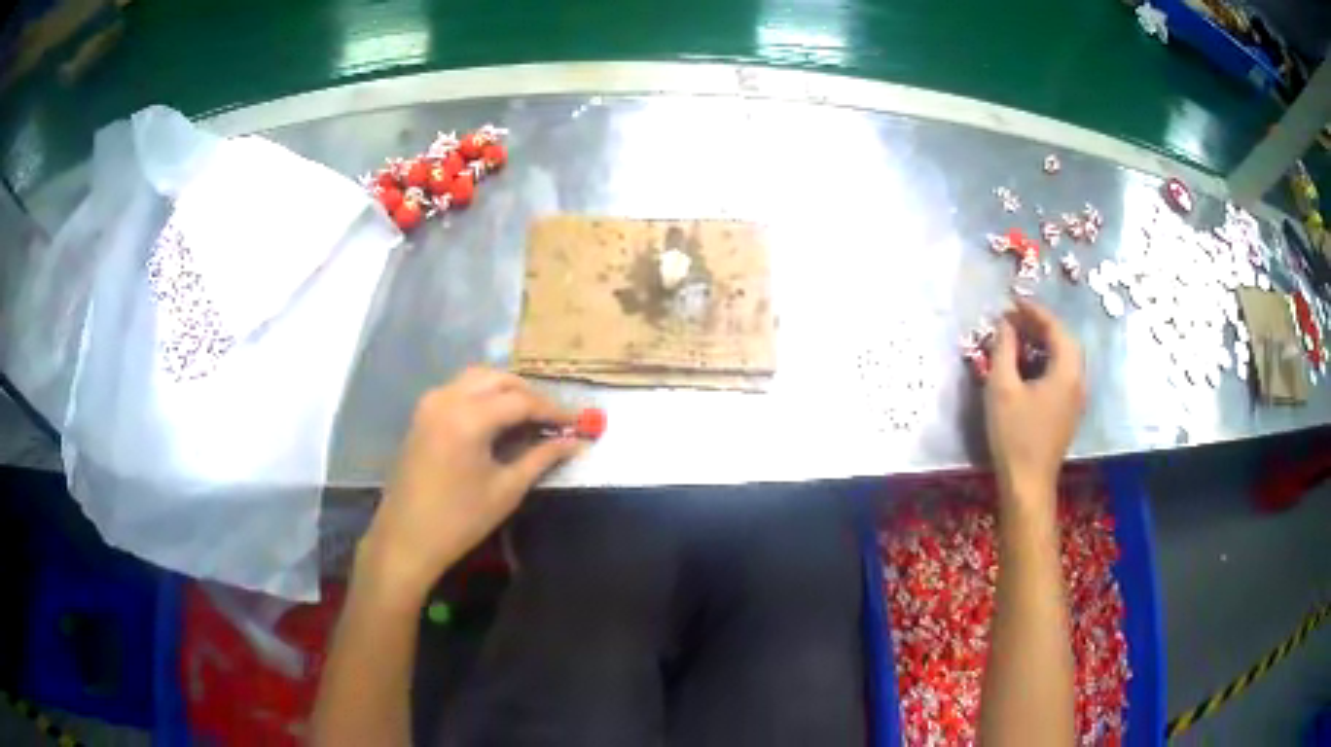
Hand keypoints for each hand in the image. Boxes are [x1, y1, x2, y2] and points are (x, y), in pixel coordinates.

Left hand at [358, 367, 581, 601]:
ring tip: (529, 416)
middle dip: (530, 394)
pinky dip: (484, 395)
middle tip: (553, 419)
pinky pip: (460, 389)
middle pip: (499, 379)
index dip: (552, 411)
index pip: (521, 401)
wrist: (407, 538)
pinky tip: (498, 418)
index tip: (576, 423)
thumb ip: (542, 458)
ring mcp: (431, 402)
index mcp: (469, 417)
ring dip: (506, 390)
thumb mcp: (507, 489)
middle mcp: (448, 398)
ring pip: (477, 378)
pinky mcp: (423, 413)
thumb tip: (575, 442)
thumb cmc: (460, 520)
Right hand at [984, 300, 1084, 506]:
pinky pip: (1061, 374)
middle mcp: (1078, 380)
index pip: (1056, 328)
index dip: (1034, 311)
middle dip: (1040, 325)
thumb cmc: (1014, 435)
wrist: (1027, 484)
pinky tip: (1027, 366)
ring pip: (1064, 358)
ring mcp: (1076, 399)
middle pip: (1064, 341)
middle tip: (1014, 318)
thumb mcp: (1002, 388)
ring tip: (1018, 338)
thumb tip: (1005, 324)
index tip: (1012, 302)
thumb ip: (1004, 349)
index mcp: (1067, 371)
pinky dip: (1046, 361)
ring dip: (1043, 343)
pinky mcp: (1068, 412)